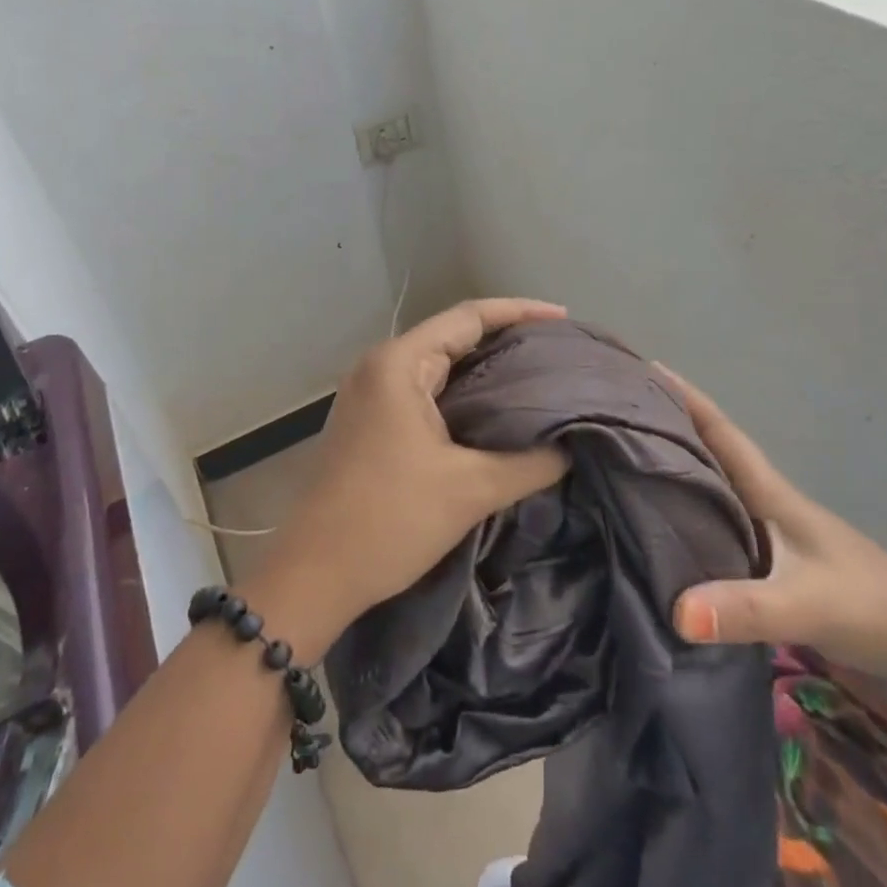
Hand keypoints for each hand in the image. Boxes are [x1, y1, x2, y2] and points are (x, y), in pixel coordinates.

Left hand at [241, 299, 570, 659]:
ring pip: (439, 366)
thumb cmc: (389, 519)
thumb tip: (572, 446)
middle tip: (559, 352)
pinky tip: (496, 411)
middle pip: (453, 336)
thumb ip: (530, 462)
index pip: (468, 317)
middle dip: (507, 340)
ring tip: (538, 377)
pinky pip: (425, 391)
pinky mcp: (370, 422)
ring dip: (485, 369)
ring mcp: (370, 394)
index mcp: (399, 363)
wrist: (314, 574)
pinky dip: (463, 394)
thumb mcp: (470, 489)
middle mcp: (381, 366)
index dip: (519, 312)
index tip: (563, 319)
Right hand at [655, 364, 886, 689]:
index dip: (684, 398)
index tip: (643, 367)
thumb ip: (744, 609)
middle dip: (668, 429)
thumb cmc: (876, 611)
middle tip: (619, 413)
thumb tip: (675, 611)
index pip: (721, 433)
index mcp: (774, 496)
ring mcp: (774, 543)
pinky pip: (719, 536)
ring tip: (628, 465)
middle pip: (710, 456)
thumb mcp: (809, 605)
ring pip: (714, 495)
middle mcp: (768, 509)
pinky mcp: (777, 576)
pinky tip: (665, 537)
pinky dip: (690, 525)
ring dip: (677, 476)